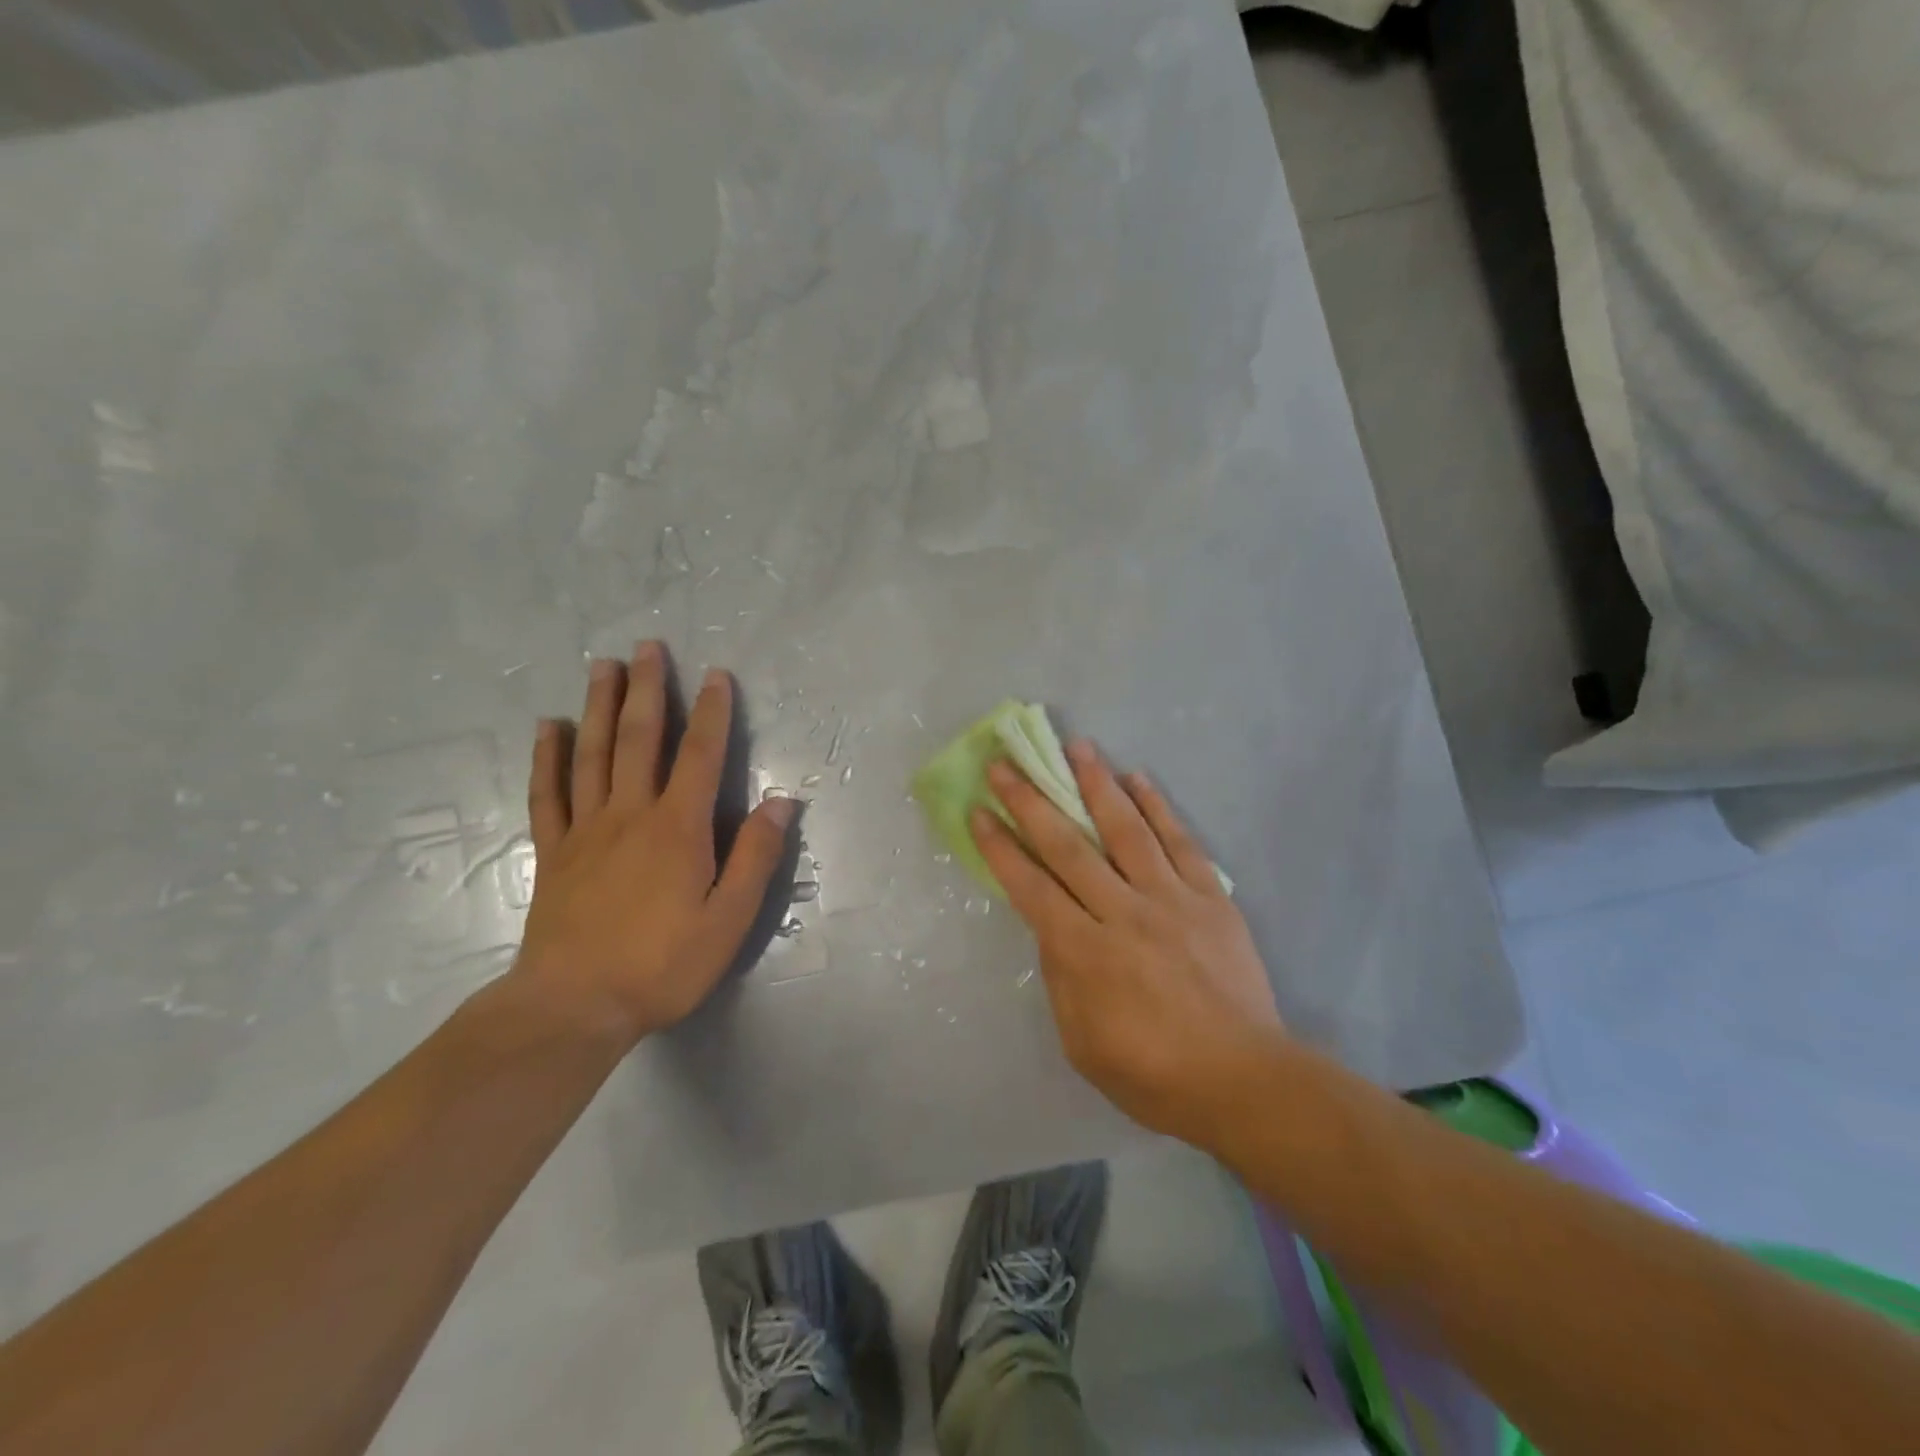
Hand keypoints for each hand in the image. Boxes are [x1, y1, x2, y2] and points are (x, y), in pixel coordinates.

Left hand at [509, 643, 796, 1046]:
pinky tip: (549, 727)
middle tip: (647, 646)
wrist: (574, 1006)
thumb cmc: (663, 964)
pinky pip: (549, 793)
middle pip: (640, 739)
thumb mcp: (729, 919)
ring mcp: (586, 830)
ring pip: (593, 754)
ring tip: (603, 666)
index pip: (700, 755)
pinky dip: (549, 757)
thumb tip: (782, 802)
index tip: (715, 673)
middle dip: (648, 689)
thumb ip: (755, 856)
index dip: (711, 712)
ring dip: (600, 706)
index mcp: (678, 828)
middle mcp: (631, 814)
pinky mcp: (555, 852)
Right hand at [971, 742, 1287, 1145]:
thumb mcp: (1081, 1041)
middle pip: (1069, 846)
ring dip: (1097, 784)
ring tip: (1077, 746)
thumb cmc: (1152, 1073)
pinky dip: (1158, 808)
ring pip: (1127, 830)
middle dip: (1031, 802)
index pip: (1031, 886)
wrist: (1242, 1080)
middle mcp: (1123, 913)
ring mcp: (1171, 900)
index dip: (1000, 846)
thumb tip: (1052, 925)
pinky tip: (1139, 778)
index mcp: (1085, 953)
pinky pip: (1181, 842)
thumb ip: (1061, 976)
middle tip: (1007, 764)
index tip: (980, 810)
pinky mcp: (1210, 898)